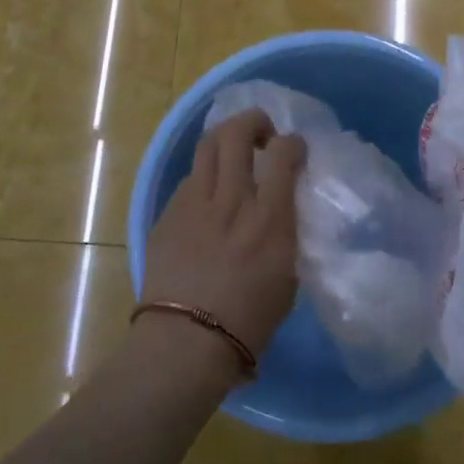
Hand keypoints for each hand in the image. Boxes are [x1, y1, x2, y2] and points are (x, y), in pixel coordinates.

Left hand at [143, 109, 306, 363]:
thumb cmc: (249, 320)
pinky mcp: (168, 214)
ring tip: (234, 153)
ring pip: (207, 146)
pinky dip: (205, 177)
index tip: (295, 149)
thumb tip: (281, 210)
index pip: (283, 152)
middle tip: (262, 134)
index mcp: (269, 216)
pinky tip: (209, 198)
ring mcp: (194, 203)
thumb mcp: (288, 274)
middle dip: (253, 121)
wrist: (186, 341)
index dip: (293, 142)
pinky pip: (189, 180)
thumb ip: (285, 231)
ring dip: (225, 140)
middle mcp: (231, 198)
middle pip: (236, 133)